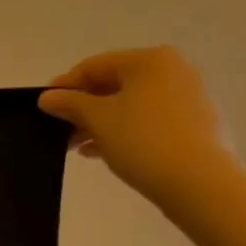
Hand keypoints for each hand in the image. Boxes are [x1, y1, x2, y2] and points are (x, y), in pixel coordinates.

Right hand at [38, 46, 237, 208]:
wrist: (201, 184)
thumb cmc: (143, 140)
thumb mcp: (96, 119)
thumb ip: (68, 103)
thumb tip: (47, 97)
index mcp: (150, 61)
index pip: (94, 66)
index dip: (65, 86)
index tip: (45, 106)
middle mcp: (174, 71)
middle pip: (114, 85)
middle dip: (83, 108)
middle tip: (61, 129)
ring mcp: (190, 98)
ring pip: (131, 105)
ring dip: (101, 122)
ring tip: (79, 146)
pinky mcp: (198, 125)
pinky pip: (150, 121)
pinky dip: (125, 131)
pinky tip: (105, 152)